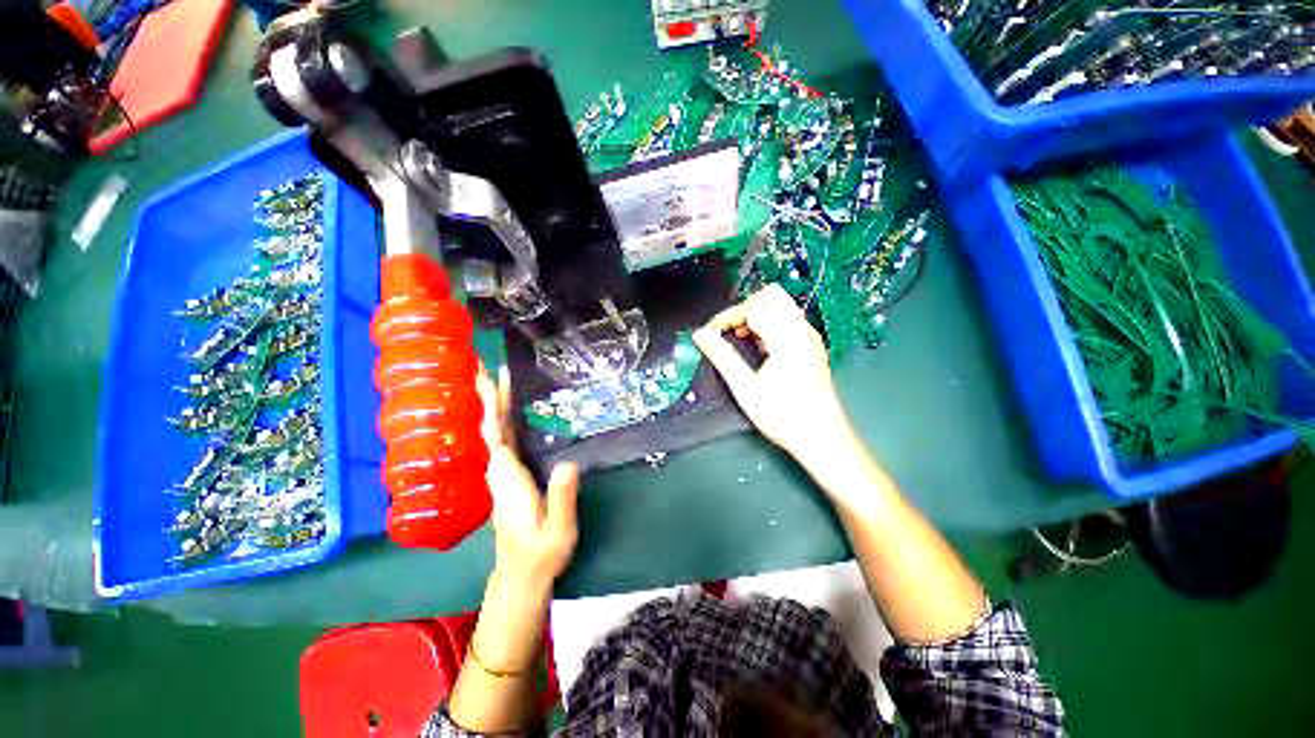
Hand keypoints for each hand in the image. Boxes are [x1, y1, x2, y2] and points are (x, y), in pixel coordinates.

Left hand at [476, 366, 579, 591]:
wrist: (521, 575)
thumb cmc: (541, 552)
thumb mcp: (558, 529)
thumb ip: (562, 498)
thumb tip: (569, 463)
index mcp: (510, 480)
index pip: (497, 438)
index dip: (492, 409)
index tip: (489, 382)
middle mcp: (500, 474)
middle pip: (490, 430)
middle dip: (487, 399)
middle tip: (484, 367)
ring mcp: (502, 477)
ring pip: (493, 435)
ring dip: (492, 407)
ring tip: (494, 381)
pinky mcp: (508, 480)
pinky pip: (501, 443)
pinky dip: (501, 423)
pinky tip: (507, 415)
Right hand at [693, 284, 852, 463]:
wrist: (822, 439)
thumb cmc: (782, 415)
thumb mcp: (745, 388)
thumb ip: (722, 357)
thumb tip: (699, 334)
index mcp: (786, 337)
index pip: (753, 308)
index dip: (727, 317)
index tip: (710, 334)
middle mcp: (802, 330)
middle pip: (772, 296)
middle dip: (746, 307)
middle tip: (731, 331)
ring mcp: (810, 337)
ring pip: (782, 307)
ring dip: (758, 316)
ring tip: (741, 340)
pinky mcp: (812, 347)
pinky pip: (789, 321)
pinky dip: (770, 325)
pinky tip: (760, 349)